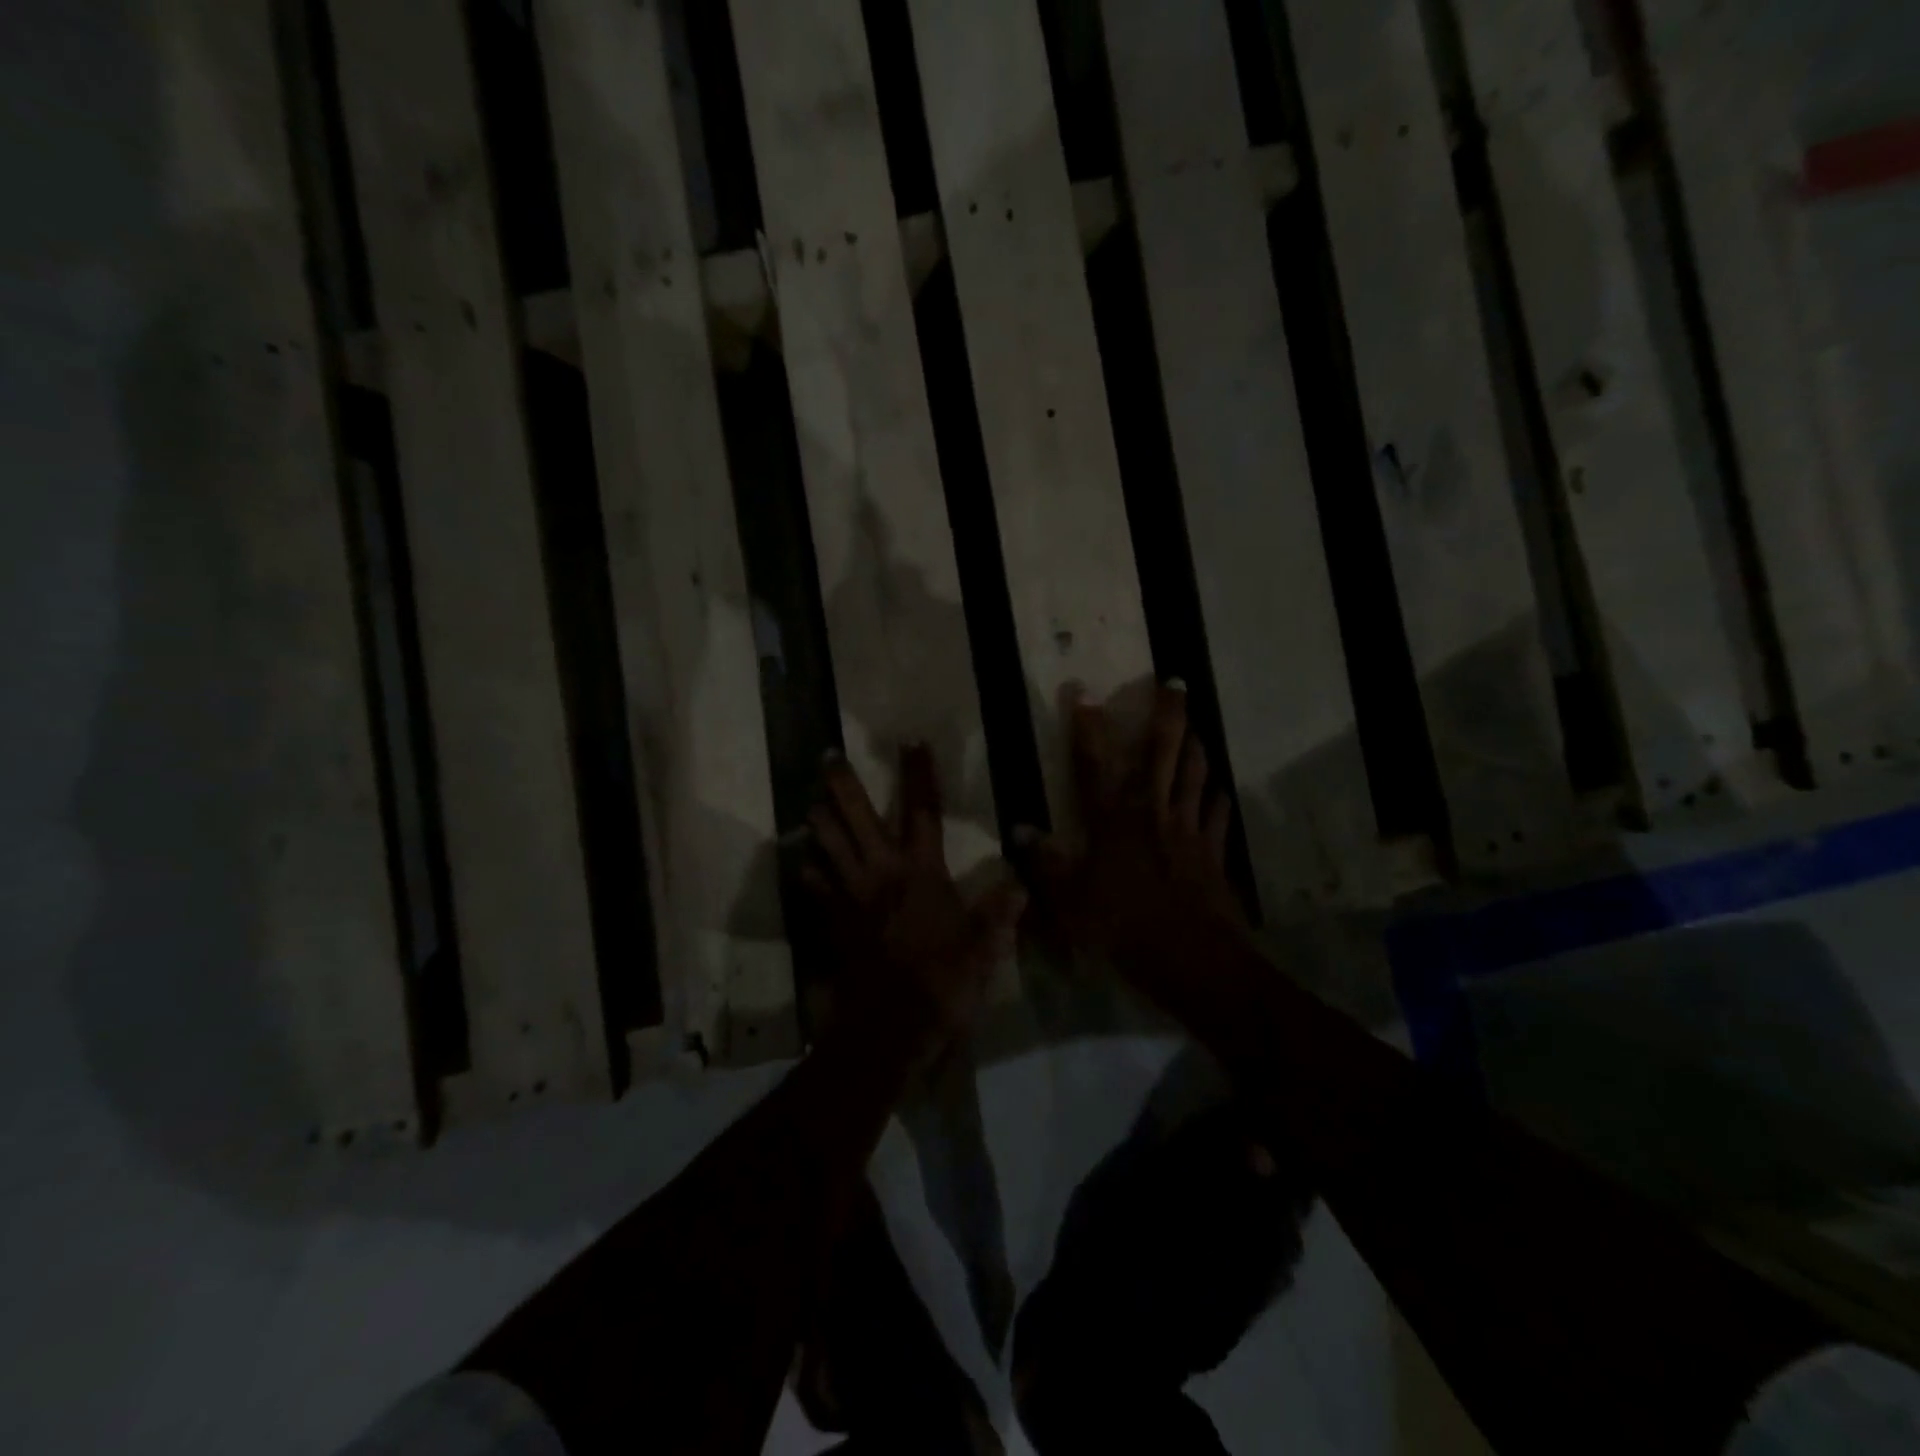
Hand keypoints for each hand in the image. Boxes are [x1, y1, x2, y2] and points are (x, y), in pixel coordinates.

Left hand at [798, 744, 1025, 1053]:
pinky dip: (810, 873)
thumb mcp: (983, 947)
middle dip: (842, 785)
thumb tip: (1020, 884)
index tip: (911, 741)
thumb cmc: (943, 981)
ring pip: (827, 847)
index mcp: (922, 871)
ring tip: (811, 802)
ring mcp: (851, 897)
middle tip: (827, 757)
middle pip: (857, 818)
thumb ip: (999, 912)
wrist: (890, 1027)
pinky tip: (805, 863)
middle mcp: (881, 873)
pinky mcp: (832, 923)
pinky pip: (815, 889)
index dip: (919, 774)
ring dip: (819, 822)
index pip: (923, 811)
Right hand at [1023, 682, 1247, 1008]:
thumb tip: (1019, 829)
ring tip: (1196, 723)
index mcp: (1113, 822)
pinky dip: (1217, 797)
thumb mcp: (1069, 903)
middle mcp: (1153, 814)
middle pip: (1163, 753)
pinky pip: (1217, 814)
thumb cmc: (1124, 929)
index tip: (1085, 693)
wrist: (1193, 960)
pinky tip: (1219, 788)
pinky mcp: (1213, 852)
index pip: (1095, 764)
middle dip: (1168, 714)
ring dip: (1196, 745)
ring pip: (1195, 775)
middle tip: (1175, 682)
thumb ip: (1044, 864)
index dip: (1088, 727)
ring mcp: (1188, 830)